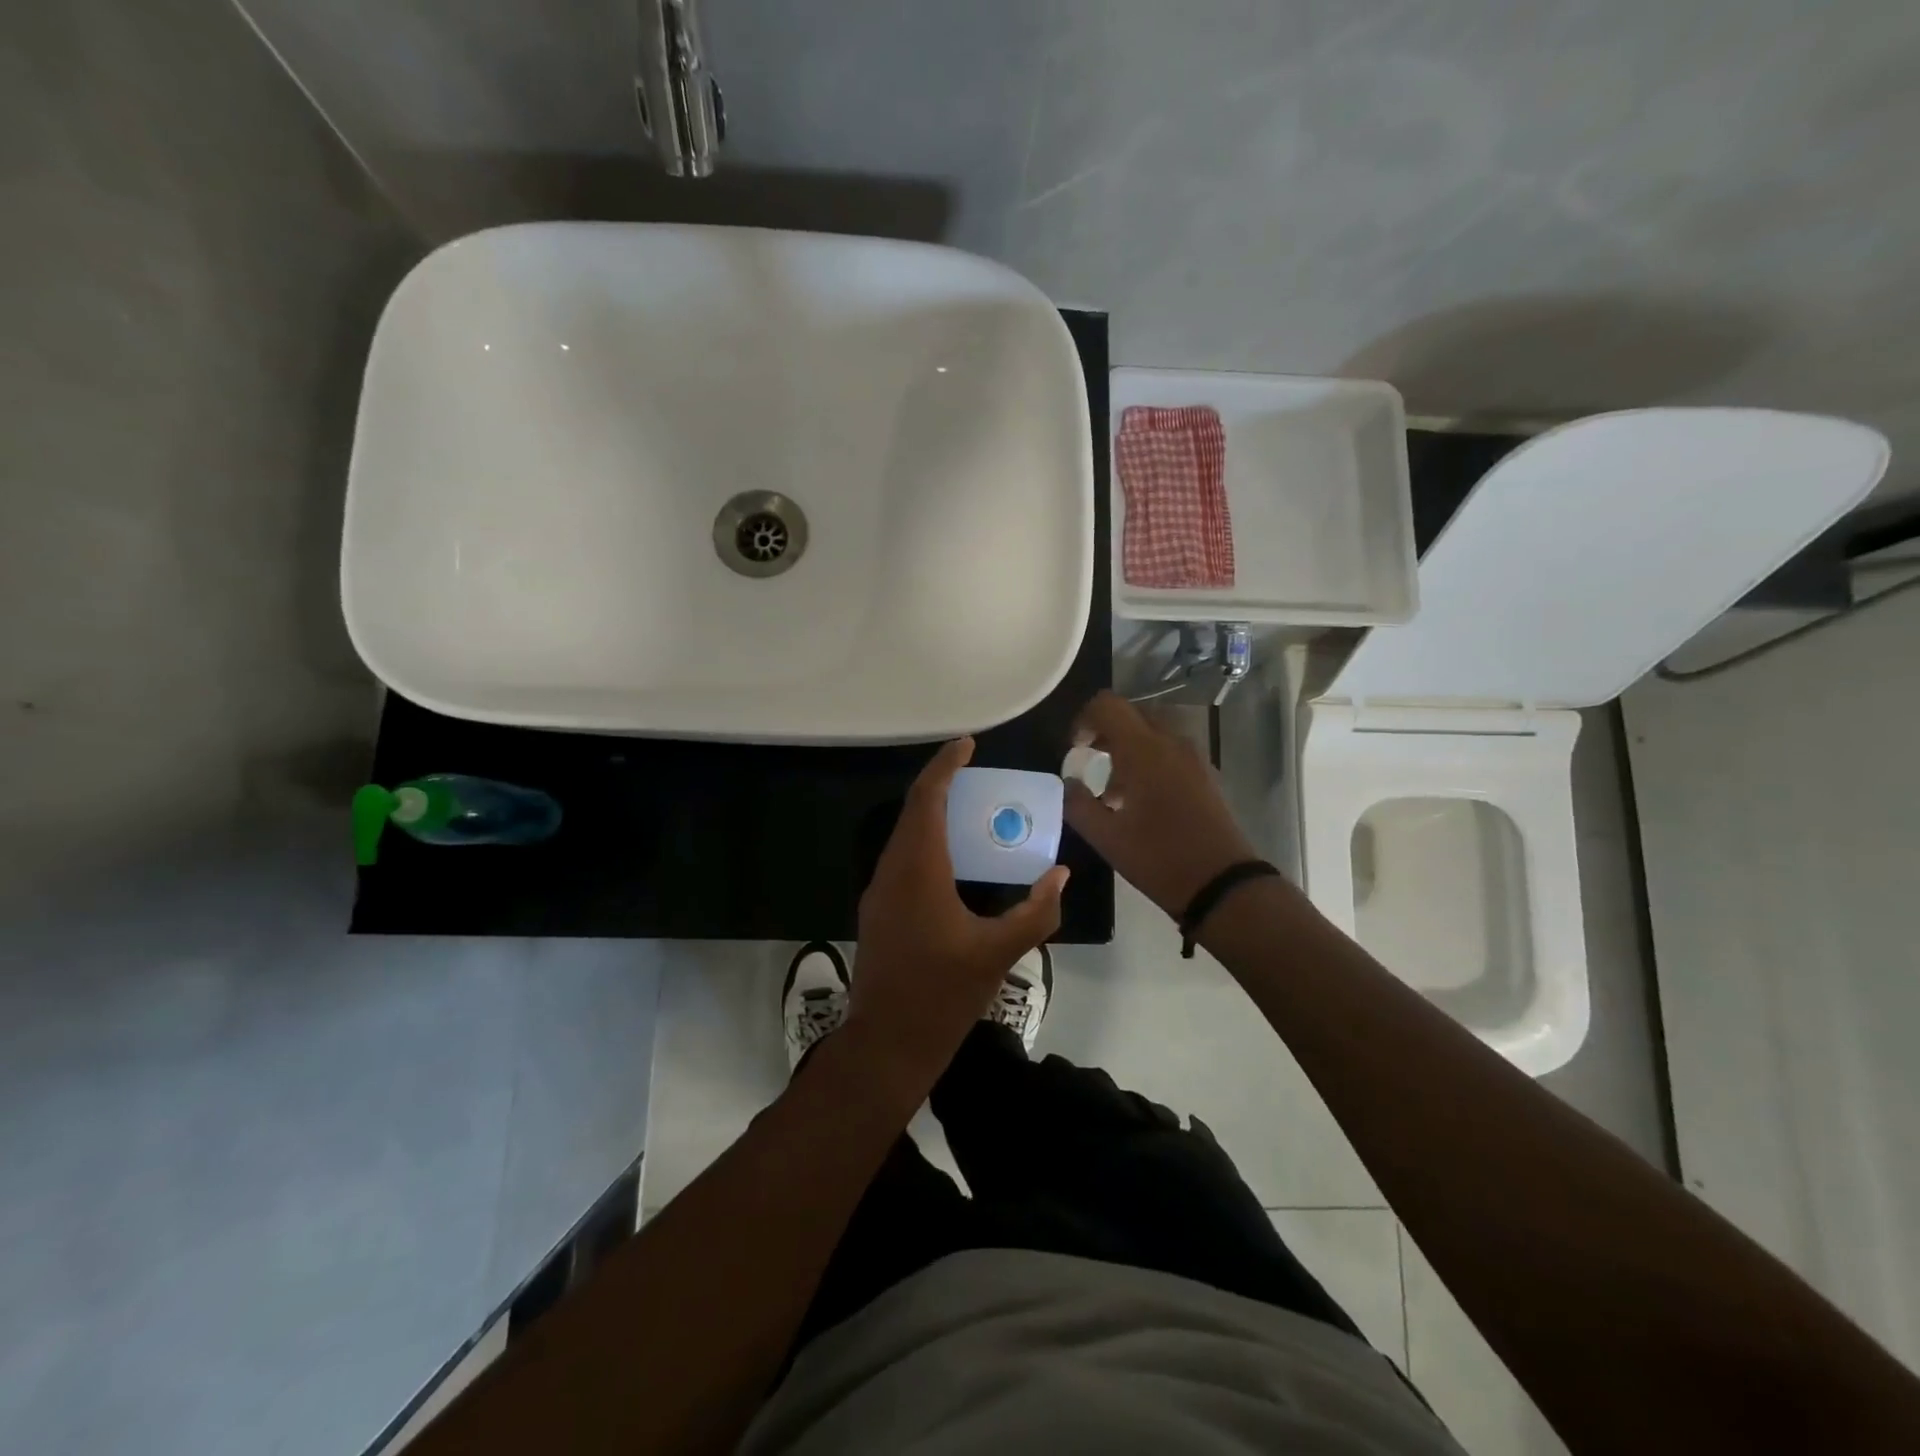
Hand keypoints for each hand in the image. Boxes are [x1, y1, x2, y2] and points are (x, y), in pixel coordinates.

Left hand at [849, 738, 1068, 1082]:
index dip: (946, 766)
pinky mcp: (879, 912)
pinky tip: (956, 861)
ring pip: (906, 837)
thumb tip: (1060, 875)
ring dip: (935, 817)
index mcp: (917, 870)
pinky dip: (928, 844)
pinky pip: (904, 860)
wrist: (886, 1044)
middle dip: (944, 787)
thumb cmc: (942, 995)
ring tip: (973, 813)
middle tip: (980, 778)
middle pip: (914, 812)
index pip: (927, 799)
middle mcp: (891, 871)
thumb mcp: (999, 953)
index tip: (968, 745)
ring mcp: (879, 893)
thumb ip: (1036, 911)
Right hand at [1064, 690, 1259, 918]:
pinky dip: (1150, 760)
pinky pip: (1171, 751)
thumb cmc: (1158, 858)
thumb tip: (1068, 783)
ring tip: (1113, 791)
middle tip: (1090, 762)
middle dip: (1106, 732)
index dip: (1084, 719)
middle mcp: (1171, 743)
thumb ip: (1078, 804)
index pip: (1108, 705)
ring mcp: (1194, 758)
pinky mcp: (1206, 775)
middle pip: (1132, 714)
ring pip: (1153, 732)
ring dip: (1128, 748)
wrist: (1222, 884)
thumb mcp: (1106, 837)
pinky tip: (1141, 801)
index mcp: (1144, 750)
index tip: (1075, 748)